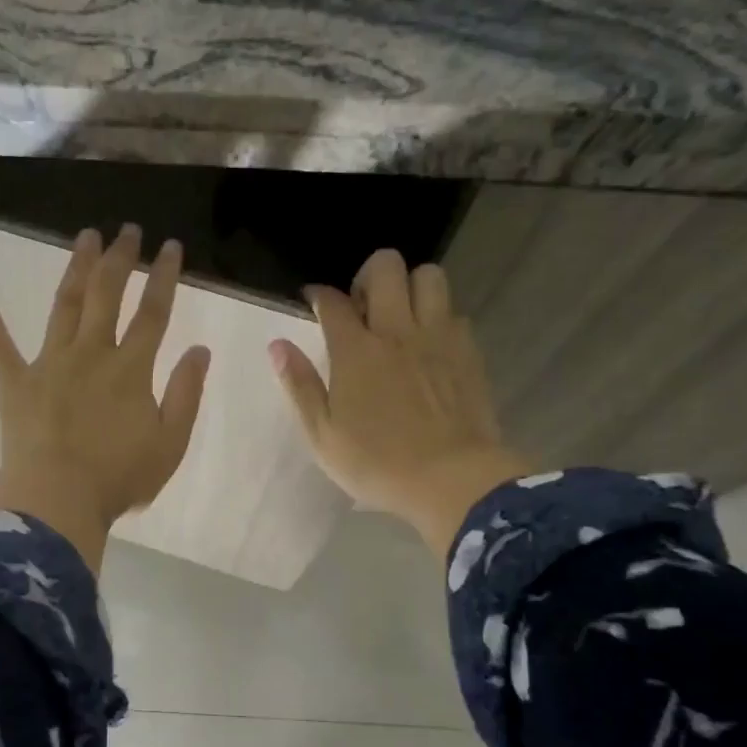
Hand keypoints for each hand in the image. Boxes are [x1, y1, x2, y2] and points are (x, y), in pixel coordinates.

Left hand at [0, 225, 211, 573]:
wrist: (57, 500)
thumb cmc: (118, 478)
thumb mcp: (170, 443)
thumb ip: (186, 394)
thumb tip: (200, 349)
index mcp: (130, 370)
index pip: (153, 313)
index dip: (164, 278)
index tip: (171, 247)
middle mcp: (91, 354)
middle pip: (107, 295)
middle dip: (119, 259)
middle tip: (126, 230)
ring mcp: (49, 364)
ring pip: (65, 306)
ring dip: (76, 270)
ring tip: (84, 238)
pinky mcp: (15, 383)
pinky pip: (0, 347)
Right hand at [271, 249, 532, 560]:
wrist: (450, 479)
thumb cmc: (377, 463)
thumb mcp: (323, 435)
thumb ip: (300, 386)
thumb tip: (278, 346)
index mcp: (355, 351)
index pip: (332, 301)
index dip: (318, 295)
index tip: (313, 301)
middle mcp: (397, 331)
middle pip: (387, 267)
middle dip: (368, 276)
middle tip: (361, 308)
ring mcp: (438, 337)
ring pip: (429, 277)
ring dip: (410, 287)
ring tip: (400, 318)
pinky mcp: (468, 352)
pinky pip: (454, 312)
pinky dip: (438, 318)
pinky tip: (429, 346)